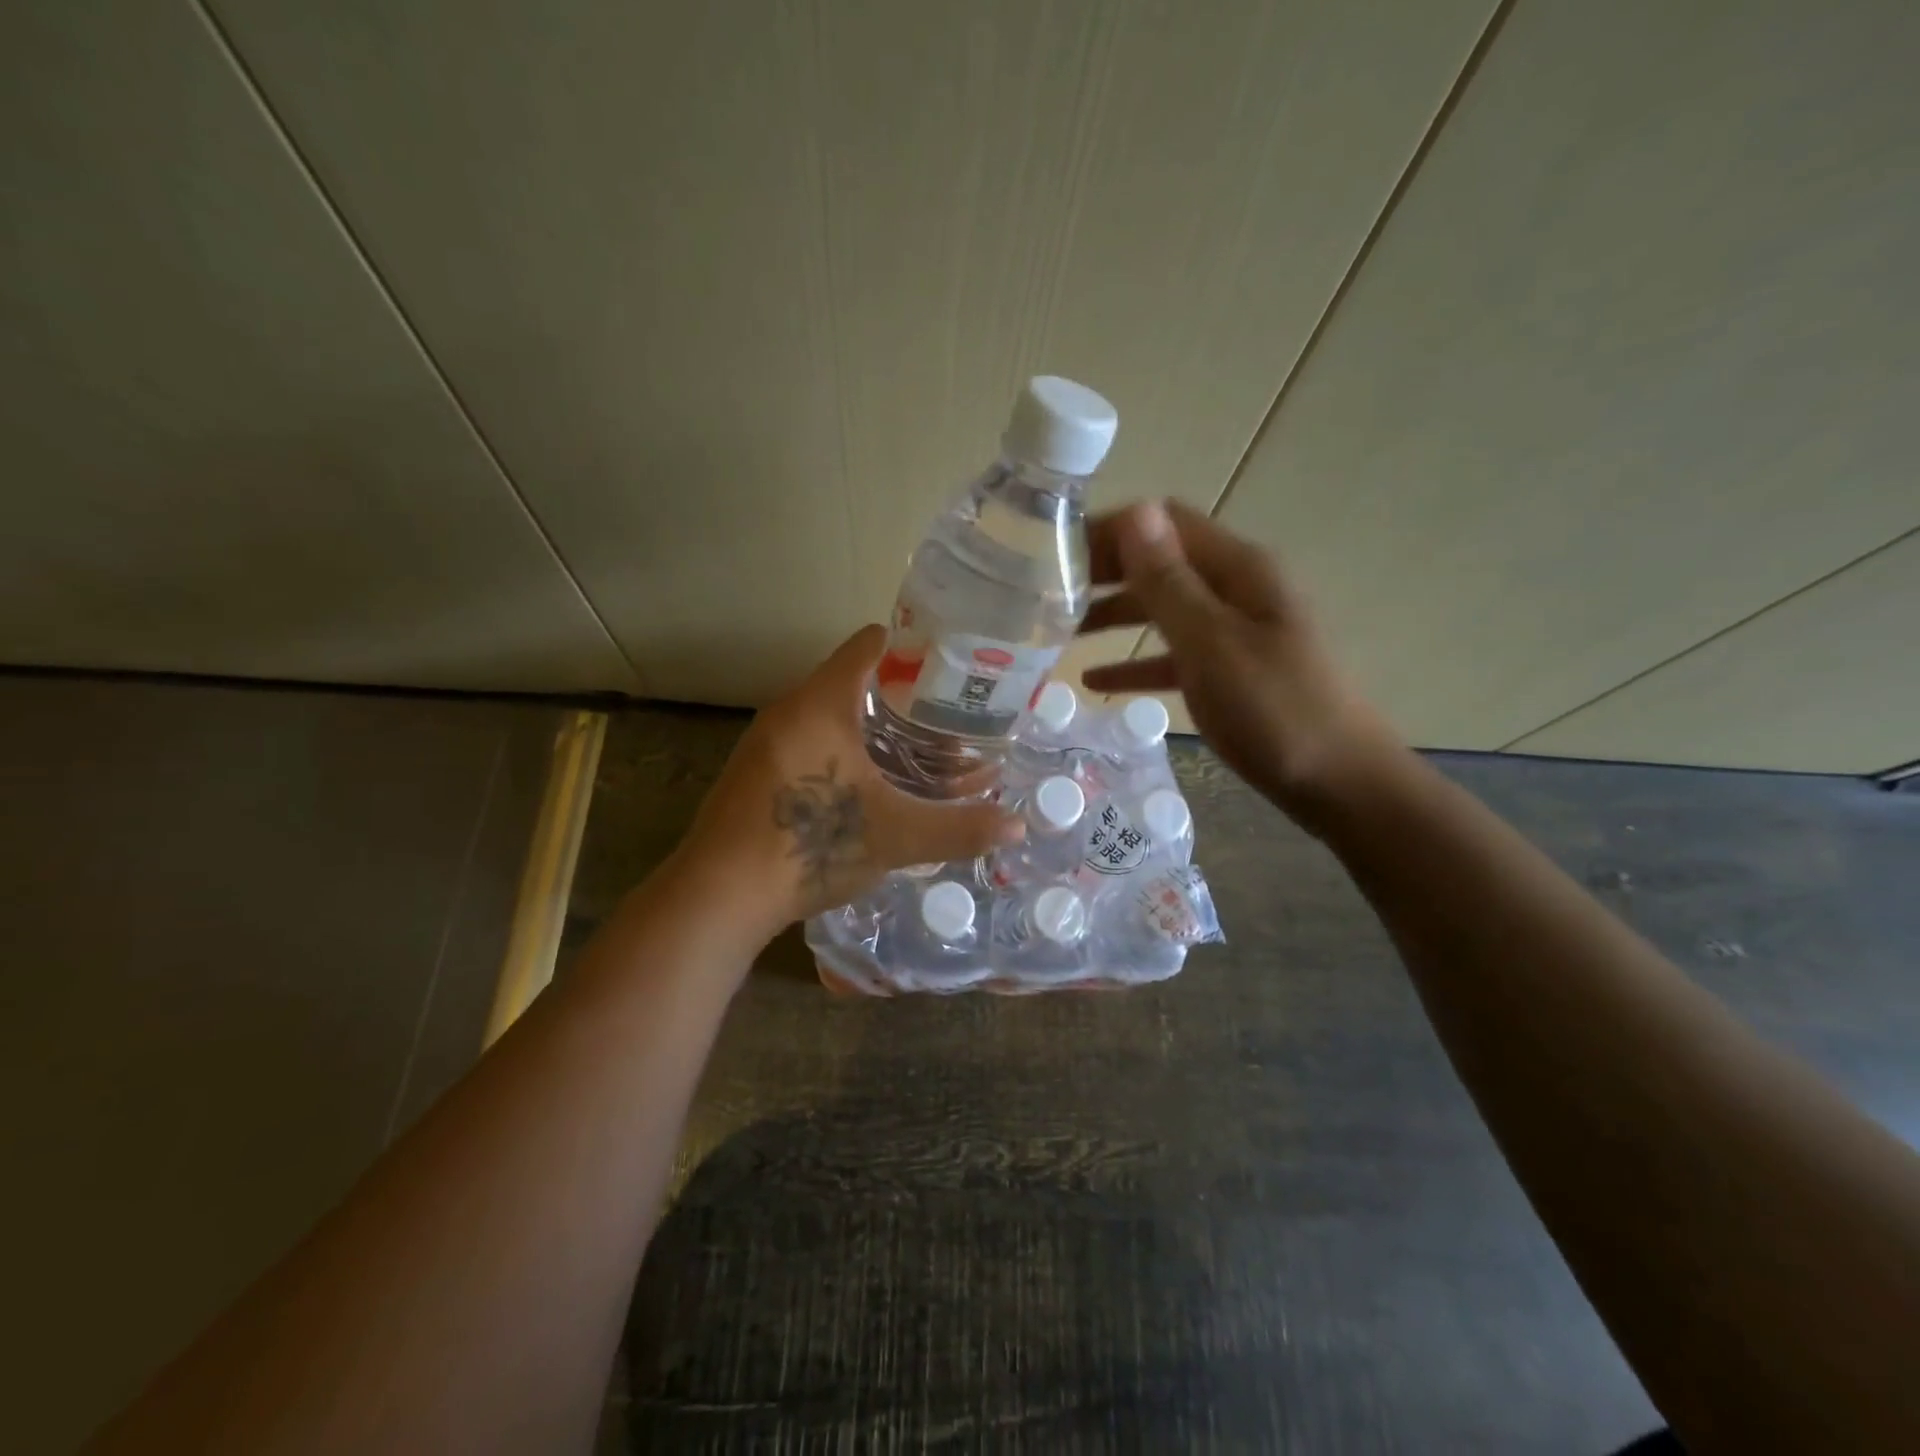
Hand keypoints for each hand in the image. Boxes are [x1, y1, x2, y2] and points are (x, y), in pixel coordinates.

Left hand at [678, 625, 1022, 933]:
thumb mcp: (896, 836)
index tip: (951, 667)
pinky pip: (809, 746)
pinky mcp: (755, 775)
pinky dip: (844, 755)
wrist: (718, 896)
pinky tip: (870, 791)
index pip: (868, 645)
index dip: (912, 648)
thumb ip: (960, 827)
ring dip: (874, 734)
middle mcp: (788, 711)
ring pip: (830, 719)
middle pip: (853, 683)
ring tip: (918, 758)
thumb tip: (1018, 826)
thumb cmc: (810, 845)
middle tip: (949, 723)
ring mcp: (765, 743)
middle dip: (903, 702)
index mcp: (820, 704)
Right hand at [1079, 499, 1402, 826]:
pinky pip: (1174, 654)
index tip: (1053, 553)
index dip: (1109, 529)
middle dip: (1104, 571)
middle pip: (1160, 562)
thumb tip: (1136, 511)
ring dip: (1113, 614)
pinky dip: (1136, 660)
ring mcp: (1235, 631)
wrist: (1342, 784)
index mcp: (1238, 569)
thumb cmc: (1276, 711)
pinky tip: (1097, 679)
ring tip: (1058, 632)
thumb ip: (1170, 582)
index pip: (1163, 522)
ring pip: (1162, 608)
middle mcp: (1236, 588)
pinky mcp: (1231, 671)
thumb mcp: (1213, 645)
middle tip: (1043, 593)